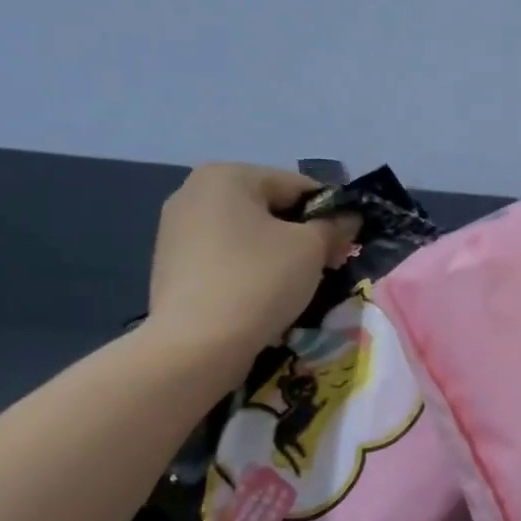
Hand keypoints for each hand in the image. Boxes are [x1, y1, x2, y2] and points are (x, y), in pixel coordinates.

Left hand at [145, 164, 357, 367]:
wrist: (196, 346)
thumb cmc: (259, 281)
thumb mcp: (311, 249)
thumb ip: (334, 227)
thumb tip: (349, 218)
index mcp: (227, 175)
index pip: (298, 186)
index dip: (331, 213)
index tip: (347, 245)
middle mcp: (193, 192)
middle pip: (269, 208)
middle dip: (302, 234)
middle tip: (327, 267)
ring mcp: (176, 230)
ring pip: (247, 235)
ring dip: (277, 254)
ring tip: (296, 286)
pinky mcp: (171, 266)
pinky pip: (225, 258)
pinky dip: (249, 270)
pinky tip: (263, 297)